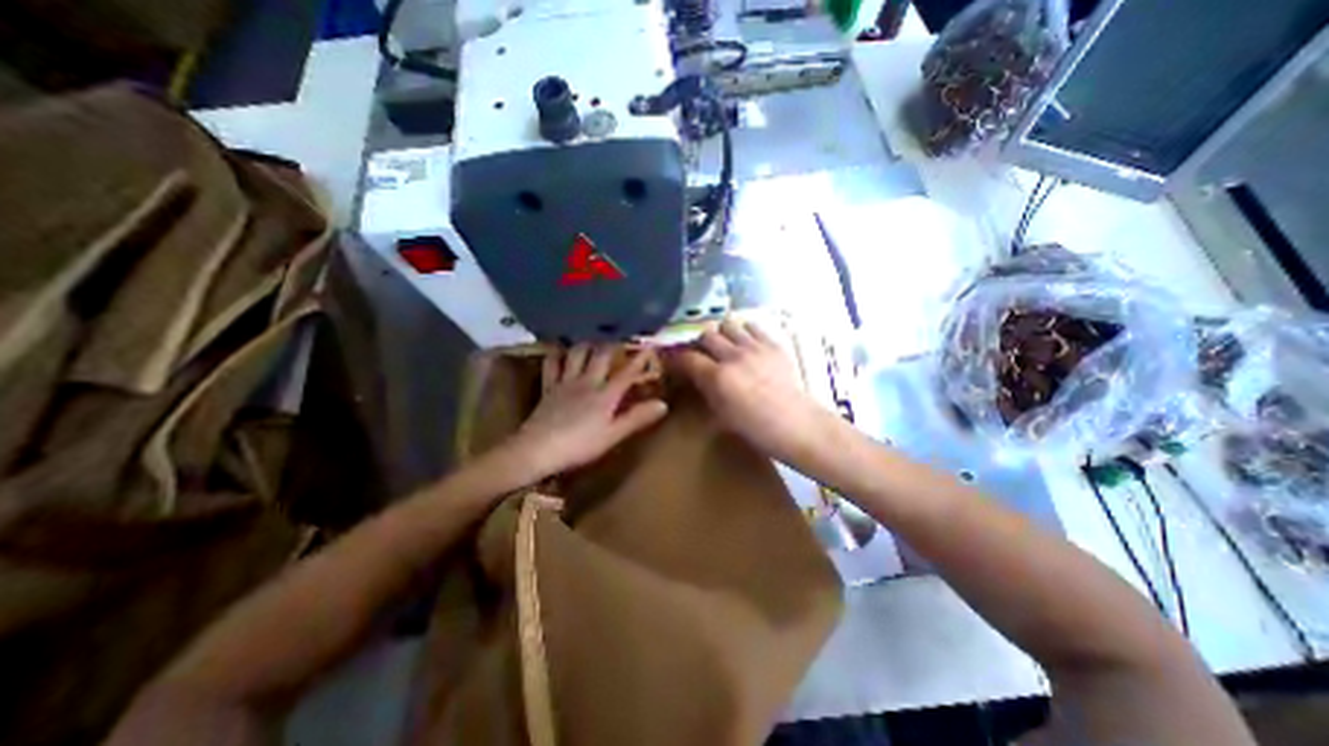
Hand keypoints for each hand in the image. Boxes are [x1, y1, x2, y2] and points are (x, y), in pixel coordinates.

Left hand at [509, 344, 675, 476]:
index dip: (640, 359)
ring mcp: (566, 382)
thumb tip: (663, 404)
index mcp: (605, 395)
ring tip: (593, 335)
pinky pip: (552, 364)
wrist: (538, 449)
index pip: (627, 373)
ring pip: (577, 354)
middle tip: (621, 333)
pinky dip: (556, 353)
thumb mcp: (613, 435)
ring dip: (587, 343)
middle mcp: (587, 382)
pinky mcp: (549, 387)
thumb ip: (637, 418)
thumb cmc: (580, 446)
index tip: (651, 344)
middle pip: (602, 356)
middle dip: (614, 343)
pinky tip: (559, 347)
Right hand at [671, 317, 833, 465]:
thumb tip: (696, 376)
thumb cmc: (756, 429)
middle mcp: (733, 356)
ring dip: (721, 333)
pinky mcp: (772, 344)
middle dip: (699, 343)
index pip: (687, 357)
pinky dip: (744, 331)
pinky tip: (746, 343)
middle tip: (701, 353)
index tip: (674, 359)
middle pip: (706, 335)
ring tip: (724, 345)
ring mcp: (754, 347)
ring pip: (727, 324)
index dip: (676, 357)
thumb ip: (706, 390)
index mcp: (718, 378)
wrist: (796, 425)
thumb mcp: (722, 415)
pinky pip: (752, 326)